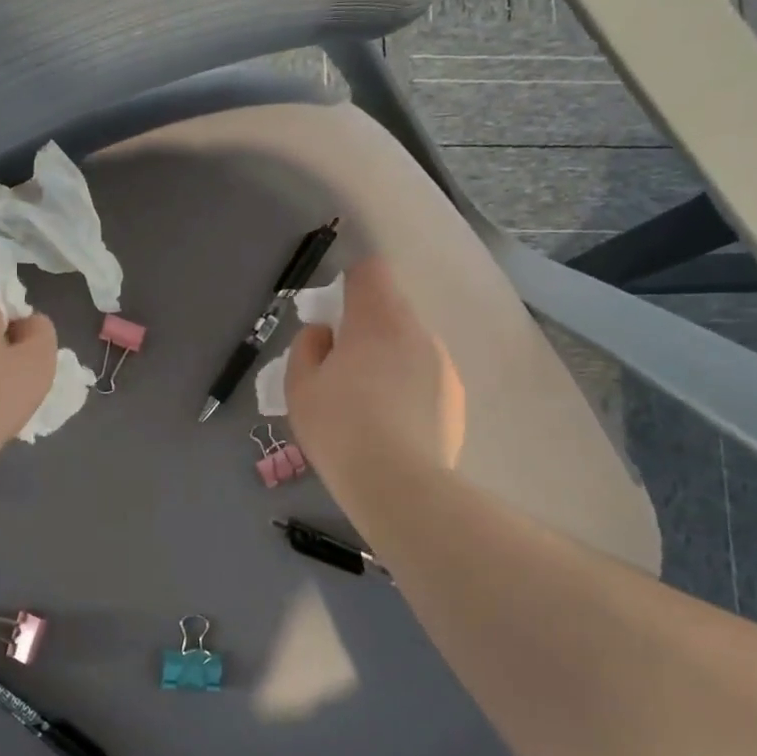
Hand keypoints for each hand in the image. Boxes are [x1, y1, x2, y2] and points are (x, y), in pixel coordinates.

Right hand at [284, 258, 464, 497]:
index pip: (370, 271)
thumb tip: (324, 333)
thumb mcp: (299, 387)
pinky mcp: (456, 397)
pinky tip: (394, 425)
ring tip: (370, 405)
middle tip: (342, 370)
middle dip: (365, 329)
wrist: (398, 484)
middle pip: (390, 310)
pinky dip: (409, 388)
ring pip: (409, 345)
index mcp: (377, 320)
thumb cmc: (339, 428)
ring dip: (389, 359)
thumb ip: (307, 347)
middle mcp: (417, 331)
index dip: (349, 285)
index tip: (334, 317)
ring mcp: (443, 364)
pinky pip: (426, 377)